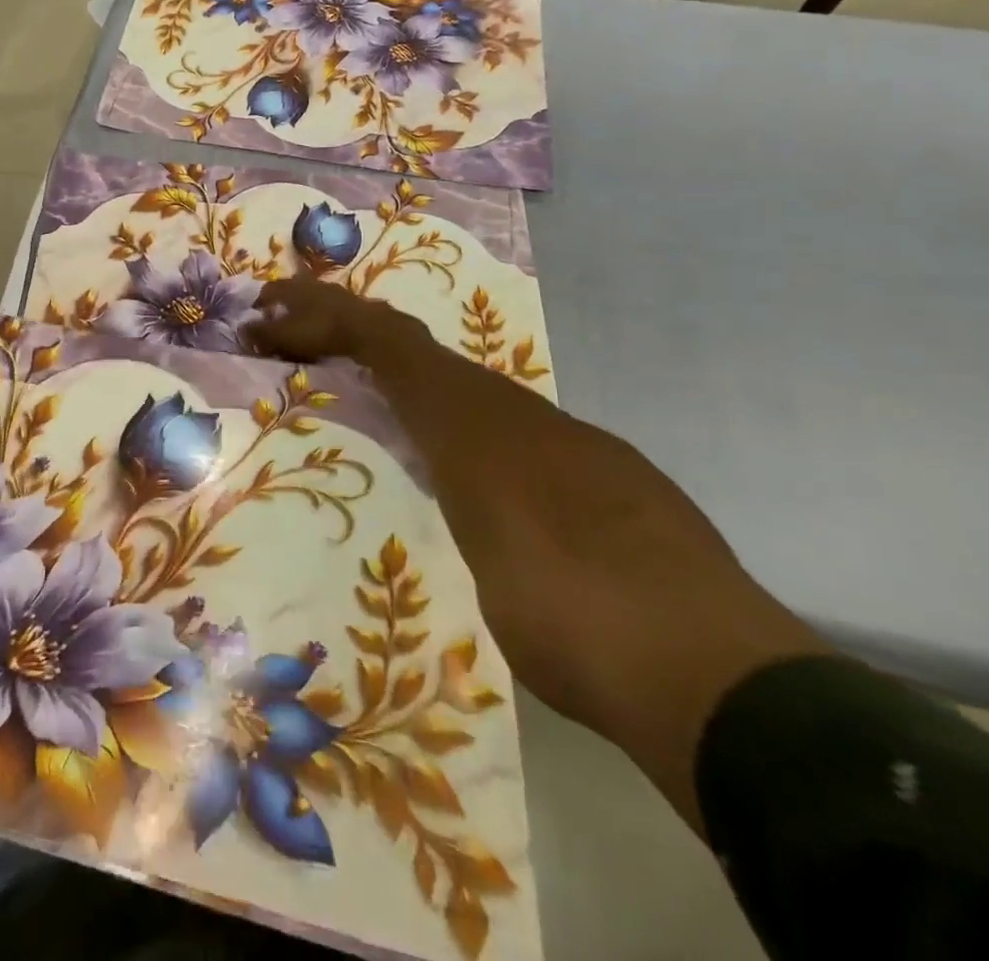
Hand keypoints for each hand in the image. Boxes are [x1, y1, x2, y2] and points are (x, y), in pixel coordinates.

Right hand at [249, 275, 824, 836]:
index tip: (266, 309)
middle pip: (418, 350)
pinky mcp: (592, 483)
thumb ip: (440, 486)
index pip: (391, 338)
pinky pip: (487, 422)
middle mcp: (519, 414)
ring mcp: (561, 446)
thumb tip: (419, 467)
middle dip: (341, 331)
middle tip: (277, 338)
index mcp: (482, 417)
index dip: (325, 312)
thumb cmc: (575, 613)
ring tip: (335, 383)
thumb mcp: (481, 548)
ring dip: (386, 372)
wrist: (721, 680)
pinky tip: (428, 449)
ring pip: (454, 385)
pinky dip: (432, 412)